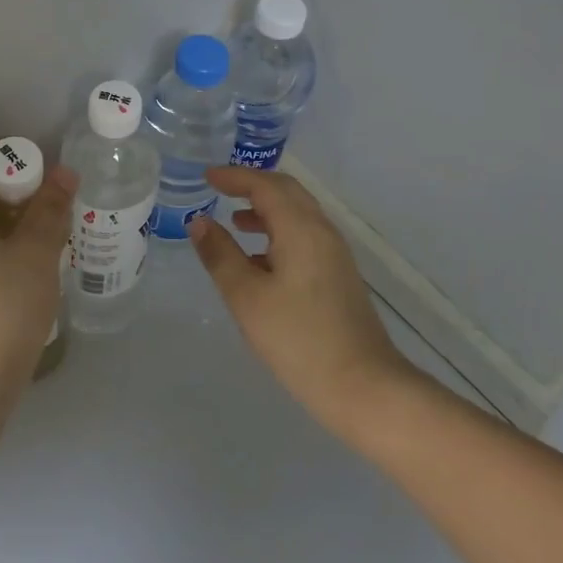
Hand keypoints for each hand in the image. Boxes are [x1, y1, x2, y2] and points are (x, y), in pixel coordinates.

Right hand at [189, 166, 413, 435]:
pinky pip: (305, 235)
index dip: (234, 177)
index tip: (207, 176)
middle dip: (253, 186)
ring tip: (234, 223)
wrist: (364, 386)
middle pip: (287, 192)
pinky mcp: (339, 275)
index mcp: (301, 228)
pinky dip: (279, 231)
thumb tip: (199, 221)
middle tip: (221, 189)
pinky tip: (260, 259)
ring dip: (266, 209)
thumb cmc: (298, 340)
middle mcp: (322, 231)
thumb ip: (220, 255)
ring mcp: (335, 253)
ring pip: (298, 214)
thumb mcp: (247, 297)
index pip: (265, 186)